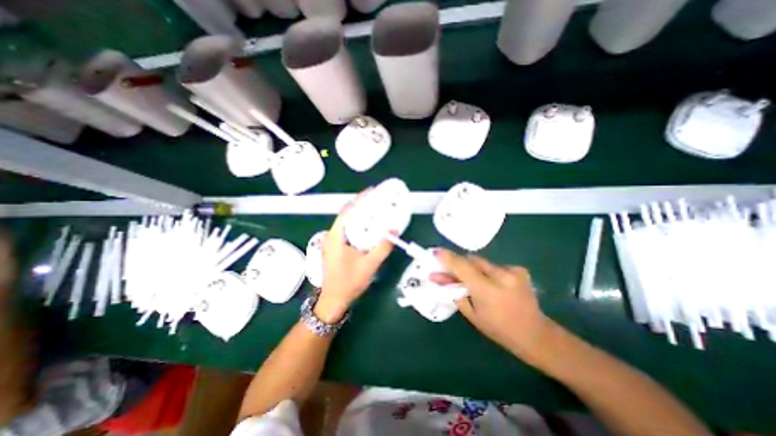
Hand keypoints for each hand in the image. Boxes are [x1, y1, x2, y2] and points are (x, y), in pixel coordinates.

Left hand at [316, 190, 393, 322]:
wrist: (334, 300)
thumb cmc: (349, 283)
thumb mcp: (369, 265)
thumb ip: (383, 247)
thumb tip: (394, 230)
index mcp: (336, 236)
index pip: (347, 211)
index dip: (360, 199)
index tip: (372, 191)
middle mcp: (332, 235)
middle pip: (347, 213)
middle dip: (361, 204)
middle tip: (378, 199)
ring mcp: (332, 241)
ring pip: (347, 221)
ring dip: (360, 214)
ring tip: (375, 209)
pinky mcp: (336, 246)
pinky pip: (347, 229)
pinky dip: (358, 224)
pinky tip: (368, 227)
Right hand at [430, 250, 551, 361]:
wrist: (535, 334)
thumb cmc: (498, 329)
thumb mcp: (471, 313)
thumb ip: (453, 291)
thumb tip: (437, 277)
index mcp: (488, 290)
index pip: (462, 267)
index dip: (447, 258)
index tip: (435, 252)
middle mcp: (501, 275)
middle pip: (472, 260)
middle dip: (460, 264)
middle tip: (452, 272)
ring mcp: (513, 270)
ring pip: (482, 262)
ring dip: (474, 268)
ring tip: (475, 282)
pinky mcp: (520, 269)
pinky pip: (494, 265)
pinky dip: (488, 271)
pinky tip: (493, 283)